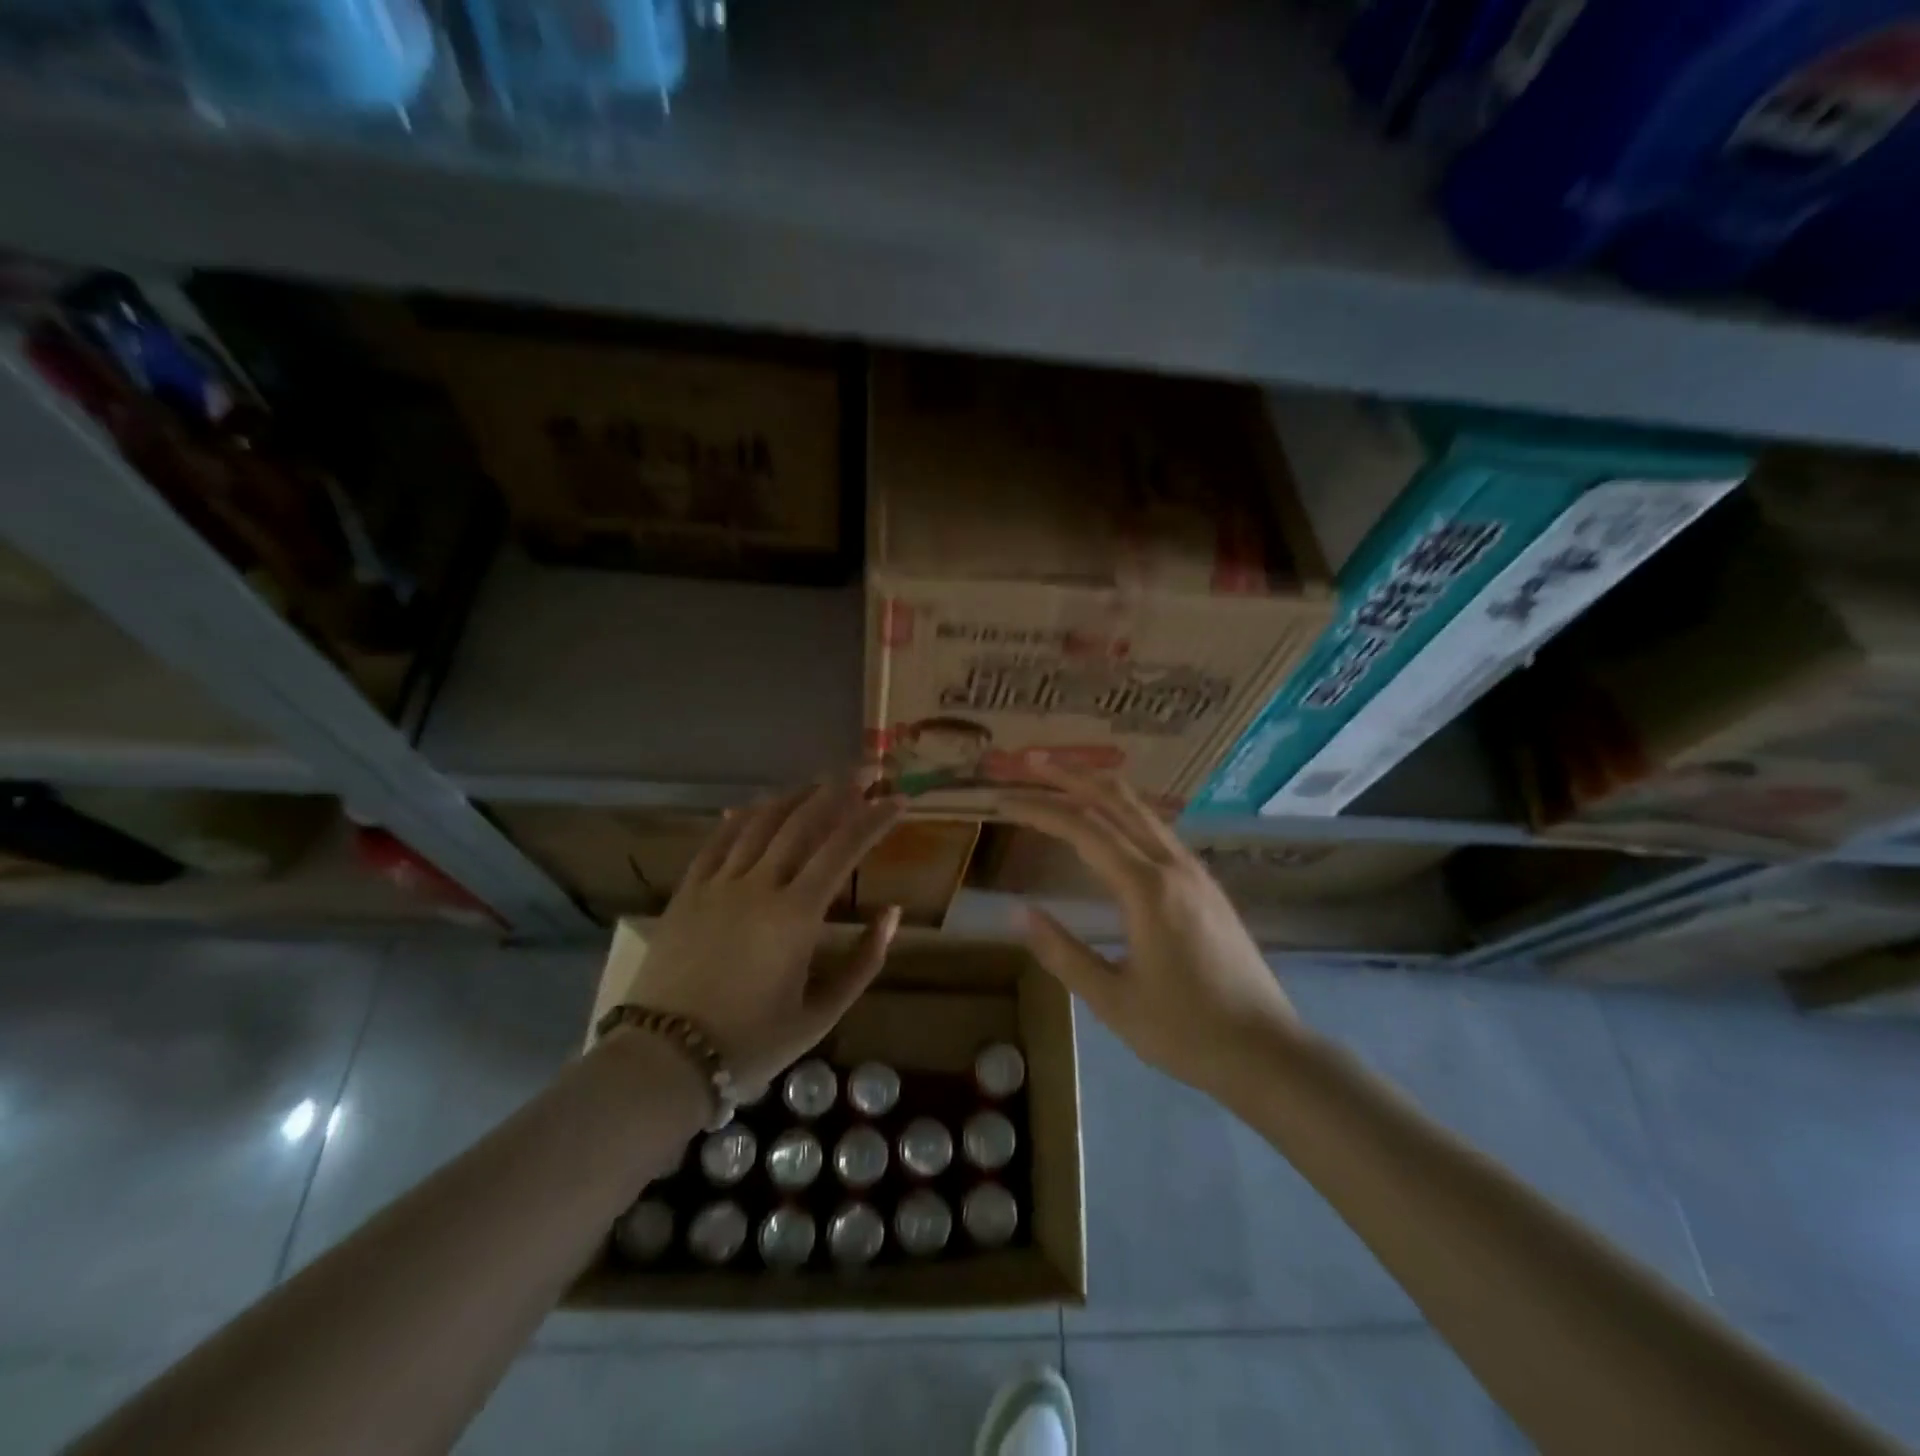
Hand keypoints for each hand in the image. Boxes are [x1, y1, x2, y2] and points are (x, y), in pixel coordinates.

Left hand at [610, 775, 905, 1089]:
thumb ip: (863, 963)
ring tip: (819, 782)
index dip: (875, 818)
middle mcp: (759, 885)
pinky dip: (740, 817)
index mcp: (796, 915)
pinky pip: (717, 840)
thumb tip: (892, 914)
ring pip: (760, 822)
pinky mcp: (688, 892)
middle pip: (803, 821)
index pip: (844, 848)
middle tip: (865, 771)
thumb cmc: (750, 1043)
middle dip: (839, 790)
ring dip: (794, 795)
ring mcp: (718, 884)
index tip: (898, 799)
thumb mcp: (820, 1016)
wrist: (663, 1060)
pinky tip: (753, 806)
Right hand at [1001, 769, 1301, 1095]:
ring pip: (1142, 810)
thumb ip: (1062, 953)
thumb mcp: (1112, 1000)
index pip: (1084, 830)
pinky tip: (1112, 821)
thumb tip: (1018, 914)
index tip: (1003, 800)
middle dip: (1072, 776)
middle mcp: (1172, 866)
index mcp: (1147, 889)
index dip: (1040, 810)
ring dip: (1100, 788)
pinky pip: (1158, 830)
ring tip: (1064, 777)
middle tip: (1031, 761)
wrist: (1268, 1051)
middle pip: (1117, 802)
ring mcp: (1195, 872)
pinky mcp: (1206, 885)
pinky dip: (1125, 811)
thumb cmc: (1185, 1032)